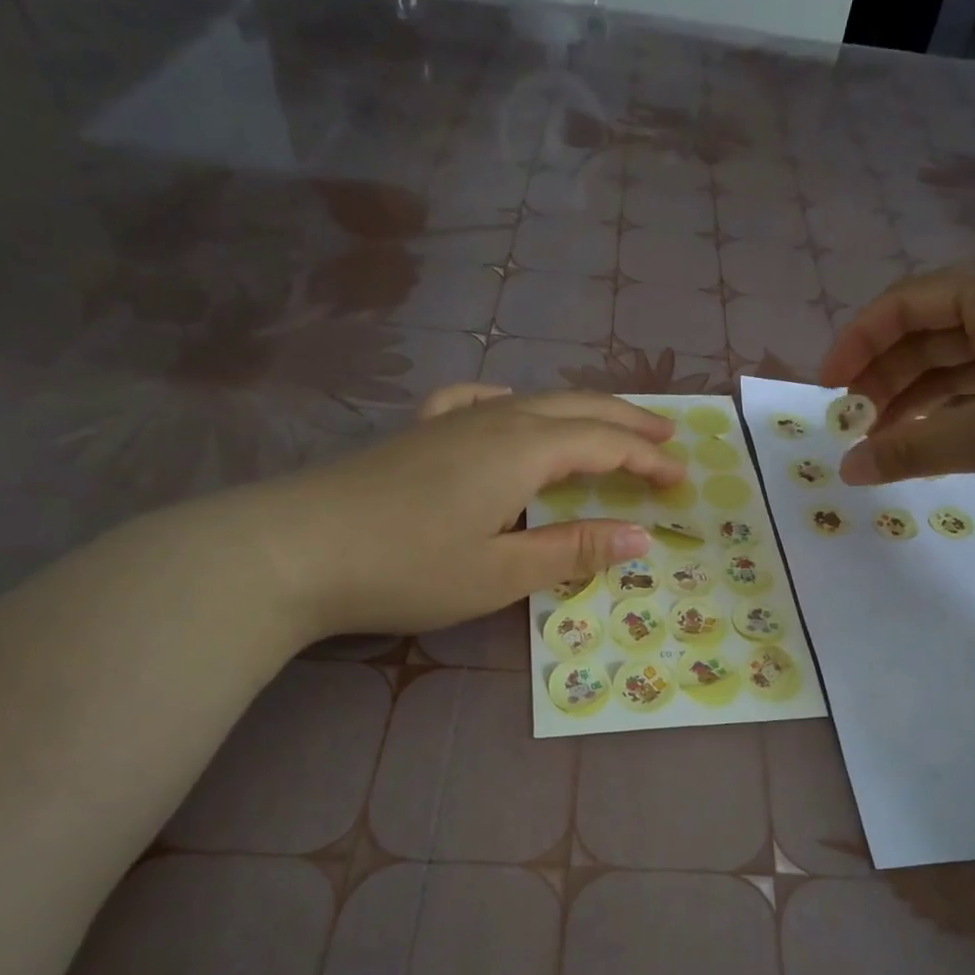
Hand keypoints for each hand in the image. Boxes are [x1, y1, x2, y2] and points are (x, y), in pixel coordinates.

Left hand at [242, 386, 681, 637]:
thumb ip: (574, 549)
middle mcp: (494, 420)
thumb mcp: (500, 572)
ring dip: (579, 412)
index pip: (603, 444)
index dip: (646, 460)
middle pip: (576, 408)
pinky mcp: (418, 434)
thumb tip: (644, 536)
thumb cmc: (406, 567)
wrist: (291, 549)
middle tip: (667, 436)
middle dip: (626, 422)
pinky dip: (508, 402)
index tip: (682, 478)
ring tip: (607, 426)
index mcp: (522, 449)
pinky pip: (475, 402)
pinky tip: (505, 406)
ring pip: (532, 402)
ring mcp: (451, 420)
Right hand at [819, 259, 974, 524]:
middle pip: (931, 334)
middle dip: (885, 378)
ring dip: (916, 401)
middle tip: (850, 426)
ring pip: (960, 366)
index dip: (858, 344)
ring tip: (883, 444)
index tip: (826, 390)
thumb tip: (846, 470)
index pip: (906, 304)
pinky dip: (955, 414)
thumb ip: (907, 448)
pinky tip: (934, 444)